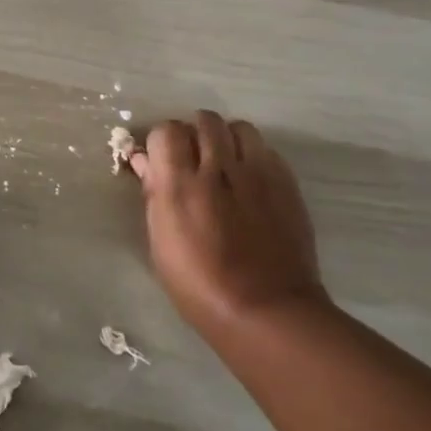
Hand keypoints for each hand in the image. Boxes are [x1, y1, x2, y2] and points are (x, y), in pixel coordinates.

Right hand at [129, 112, 329, 338]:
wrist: (266, 309)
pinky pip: (265, 150)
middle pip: (204, 120)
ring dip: (226, 139)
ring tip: (224, 166)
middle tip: (192, 162)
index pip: (166, 130)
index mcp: (180, 183)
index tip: (161, 162)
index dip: (161, 142)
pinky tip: (249, 183)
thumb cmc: (199, 285)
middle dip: (194, 135)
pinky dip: (252, 156)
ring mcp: (257, 172)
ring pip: (238, 127)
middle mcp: (218, 167)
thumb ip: (153, 194)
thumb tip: (144, 162)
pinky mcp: (286, 182)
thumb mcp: (160, 242)